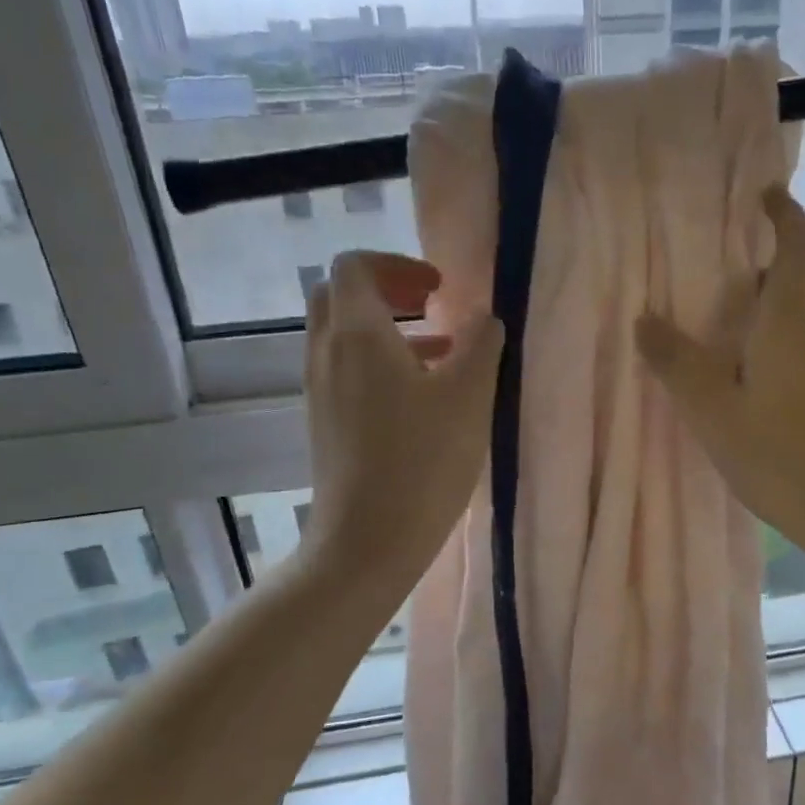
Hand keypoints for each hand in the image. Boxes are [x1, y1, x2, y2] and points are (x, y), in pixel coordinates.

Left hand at [303, 252, 502, 584]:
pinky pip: (345, 369)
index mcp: (357, 334)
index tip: (440, 289)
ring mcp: (320, 389)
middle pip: (340, 295)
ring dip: (387, 328)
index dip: (398, 264)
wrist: (368, 540)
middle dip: (387, 290)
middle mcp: (326, 353)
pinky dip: (378, 361)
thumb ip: (480, 345)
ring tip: (441, 351)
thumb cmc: (423, 462)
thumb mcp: (468, 397)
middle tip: (432, 306)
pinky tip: (421, 396)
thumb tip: (484, 318)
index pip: (355, 266)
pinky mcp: (324, 421)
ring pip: (343, 335)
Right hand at [635, 186, 804, 581]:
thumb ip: (677, 364)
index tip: (763, 194)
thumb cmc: (783, 455)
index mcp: (790, 322)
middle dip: (753, 272)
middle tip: (704, 277)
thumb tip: (645, 319)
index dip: (784, 214)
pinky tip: (738, 388)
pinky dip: (765, 352)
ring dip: (756, 319)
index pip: (799, 247)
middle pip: (790, 286)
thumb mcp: (714, 411)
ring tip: (709, 336)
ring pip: (791, 325)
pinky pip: (795, 356)